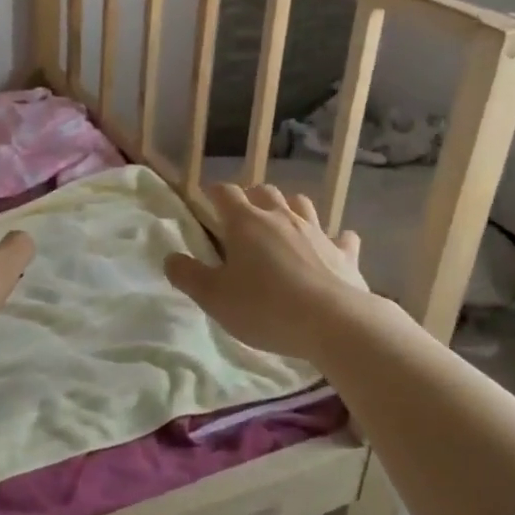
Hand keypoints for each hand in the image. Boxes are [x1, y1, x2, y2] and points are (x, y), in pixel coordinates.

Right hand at [165, 183, 372, 361]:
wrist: (334, 323)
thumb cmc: (265, 308)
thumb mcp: (214, 298)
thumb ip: (188, 276)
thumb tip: (170, 258)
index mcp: (246, 223)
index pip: (225, 193)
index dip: (213, 193)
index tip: (206, 201)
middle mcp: (281, 217)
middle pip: (264, 191)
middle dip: (251, 198)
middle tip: (242, 218)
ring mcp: (317, 232)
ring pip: (301, 204)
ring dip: (289, 208)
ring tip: (282, 224)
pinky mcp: (344, 253)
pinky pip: (341, 237)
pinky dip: (334, 239)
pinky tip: (332, 247)